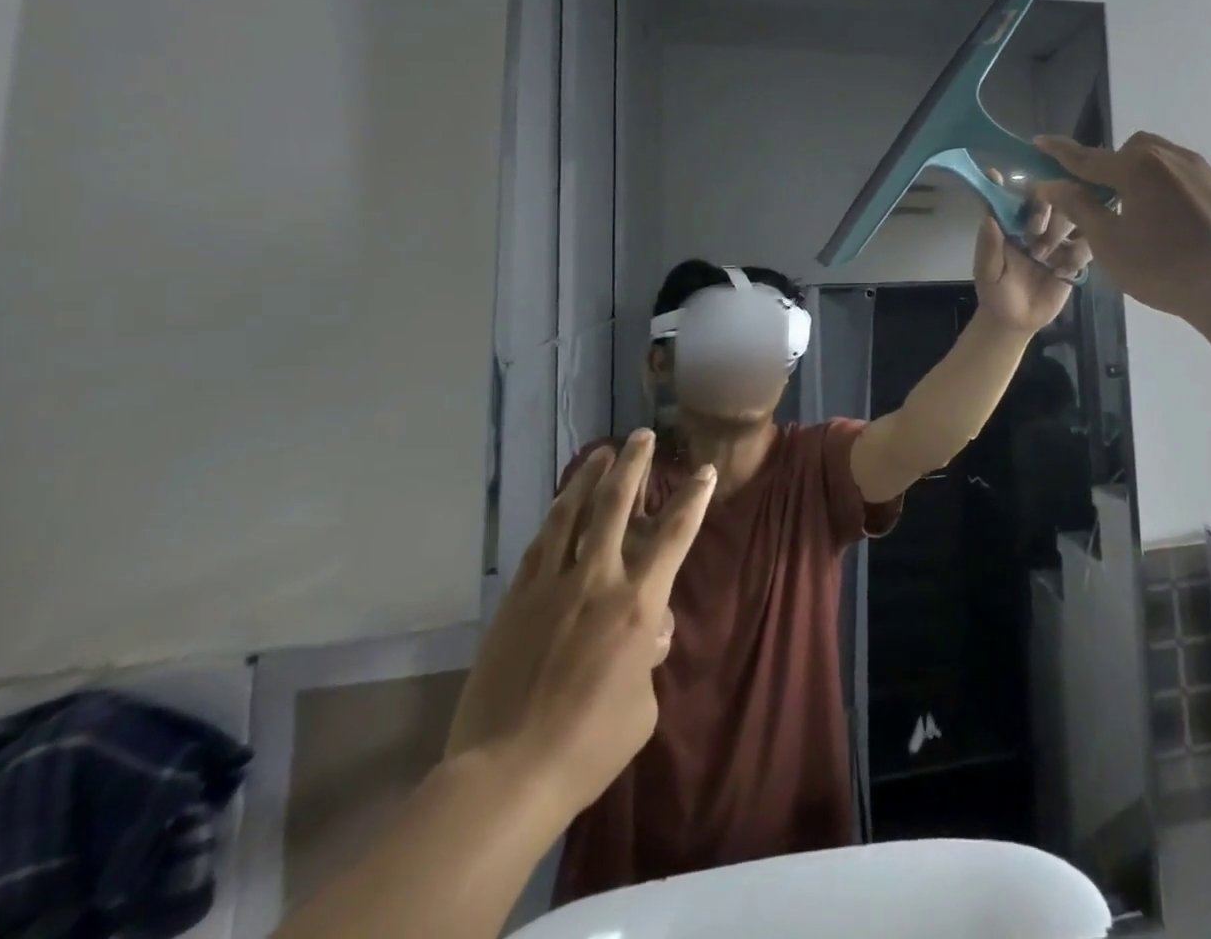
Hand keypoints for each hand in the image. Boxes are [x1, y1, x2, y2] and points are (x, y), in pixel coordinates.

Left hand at [444, 430, 713, 816]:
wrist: (506, 775)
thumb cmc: (589, 746)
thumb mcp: (642, 707)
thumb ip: (648, 661)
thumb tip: (646, 636)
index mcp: (638, 604)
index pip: (676, 535)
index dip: (694, 498)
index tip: (705, 471)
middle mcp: (597, 580)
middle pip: (617, 505)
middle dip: (634, 464)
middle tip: (642, 436)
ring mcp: (551, 586)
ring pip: (572, 514)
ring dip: (589, 478)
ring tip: (601, 452)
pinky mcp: (515, 601)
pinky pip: (540, 546)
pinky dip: (555, 519)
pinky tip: (560, 507)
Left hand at [971, 171, 1091, 333]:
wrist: (1017, 322)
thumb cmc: (996, 293)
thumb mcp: (987, 272)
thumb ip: (989, 246)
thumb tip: (989, 216)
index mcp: (1013, 223)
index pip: (1018, 195)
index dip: (1016, 186)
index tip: (1015, 184)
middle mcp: (1038, 225)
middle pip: (1054, 197)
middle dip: (1045, 209)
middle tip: (1034, 230)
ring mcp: (1059, 239)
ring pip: (1075, 216)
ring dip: (1060, 232)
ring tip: (1042, 258)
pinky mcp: (1075, 257)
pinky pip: (1088, 244)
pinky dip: (1076, 255)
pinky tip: (1060, 273)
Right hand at [1034, 133, 1210, 326]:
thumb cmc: (1163, 268)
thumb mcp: (1109, 244)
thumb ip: (1080, 207)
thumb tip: (1054, 184)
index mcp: (1139, 168)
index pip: (1088, 157)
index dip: (1060, 152)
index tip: (1040, 141)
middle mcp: (1173, 158)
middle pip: (1131, 151)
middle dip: (1111, 165)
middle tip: (1103, 197)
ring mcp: (1205, 173)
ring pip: (1163, 161)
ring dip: (1143, 176)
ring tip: (1140, 211)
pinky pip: (1188, 180)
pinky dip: (1171, 191)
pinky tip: (1175, 225)